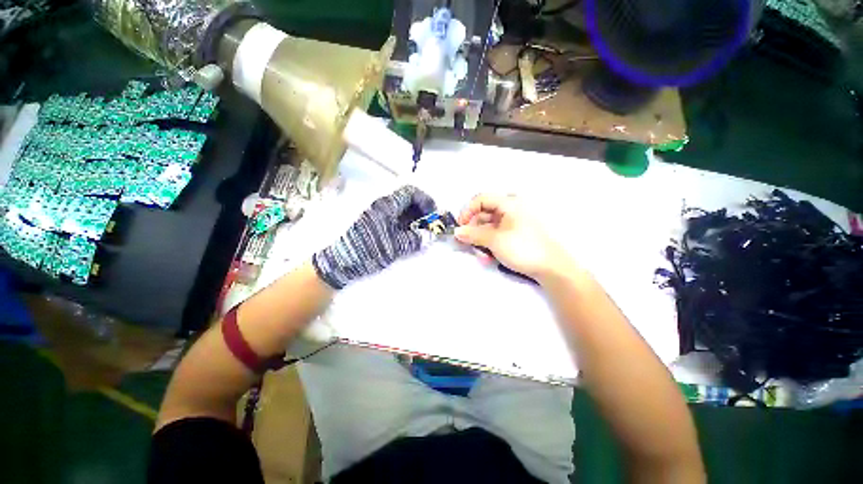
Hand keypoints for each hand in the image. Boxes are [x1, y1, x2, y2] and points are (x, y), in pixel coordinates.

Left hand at [312, 185, 436, 288]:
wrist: (339, 262)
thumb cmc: (367, 250)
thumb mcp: (393, 247)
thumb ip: (414, 240)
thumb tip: (430, 236)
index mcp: (386, 206)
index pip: (410, 192)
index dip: (425, 200)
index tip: (433, 214)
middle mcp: (382, 206)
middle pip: (407, 201)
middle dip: (421, 211)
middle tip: (430, 226)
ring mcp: (378, 216)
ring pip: (401, 211)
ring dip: (414, 219)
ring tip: (422, 234)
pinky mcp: (375, 225)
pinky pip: (395, 220)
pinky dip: (406, 226)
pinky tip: (410, 237)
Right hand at [455, 194, 569, 279]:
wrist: (552, 267)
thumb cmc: (523, 248)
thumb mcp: (494, 240)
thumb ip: (473, 234)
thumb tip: (456, 232)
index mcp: (509, 203)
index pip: (481, 199)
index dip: (467, 211)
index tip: (460, 227)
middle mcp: (511, 208)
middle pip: (484, 212)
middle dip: (473, 228)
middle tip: (466, 242)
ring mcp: (514, 221)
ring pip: (489, 225)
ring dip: (480, 238)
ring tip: (480, 253)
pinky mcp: (516, 233)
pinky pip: (497, 232)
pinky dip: (489, 242)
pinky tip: (488, 254)